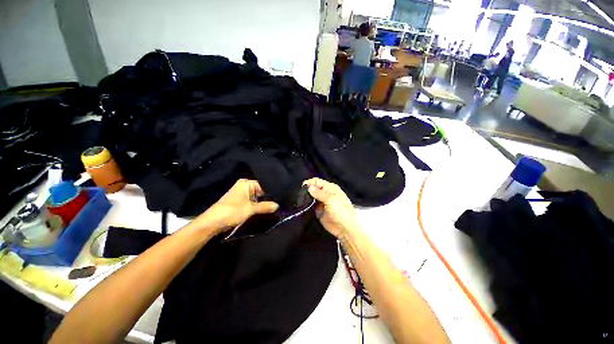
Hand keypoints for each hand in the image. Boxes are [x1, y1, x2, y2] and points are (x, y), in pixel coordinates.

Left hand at [195, 179, 278, 234]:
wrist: (212, 223)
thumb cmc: (231, 212)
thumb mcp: (250, 209)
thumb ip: (265, 206)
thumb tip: (278, 205)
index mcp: (246, 183)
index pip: (264, 185)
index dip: (273, 192)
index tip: (282, 197)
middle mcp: (245, 187)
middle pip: (261, 191)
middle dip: (269, 197)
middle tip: (281, 202)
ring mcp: (243, 194)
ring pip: (258, 197)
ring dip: (264, 202)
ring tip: (277, 206)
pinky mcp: (241, 202)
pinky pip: (253, 202)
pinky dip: (259, 205)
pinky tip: (267, 209)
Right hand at [303, 178, 358, 238]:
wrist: (344, 229)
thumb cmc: (341, 212)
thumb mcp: (330, 200)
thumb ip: (319, 193)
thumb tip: (309, 187)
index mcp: (330, 188)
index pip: (317, 181)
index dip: (309, 183)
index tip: (302, 188)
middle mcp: (325, 194)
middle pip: (313, 189)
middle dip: (307, 191)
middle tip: (301, 196)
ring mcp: (321, 202)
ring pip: (311, 197)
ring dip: (306, 199)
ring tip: (301, 202)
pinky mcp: (318, 211)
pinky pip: (310, 206)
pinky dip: (307, 206)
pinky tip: (303, 207)